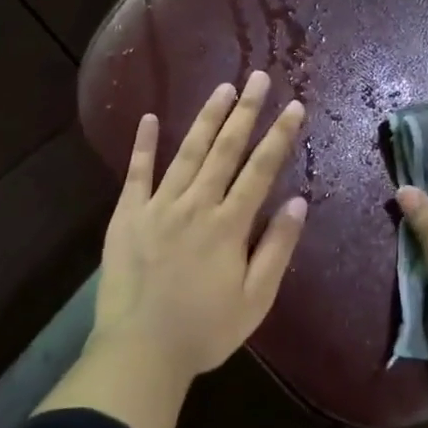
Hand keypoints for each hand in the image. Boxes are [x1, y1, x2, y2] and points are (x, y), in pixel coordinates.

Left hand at [90, 72, 308, 381]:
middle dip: (244, 111)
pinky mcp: (127, 215)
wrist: (141, 349)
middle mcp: (196, 204)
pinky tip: (149, 118)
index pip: (260, 170)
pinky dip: (143, 145)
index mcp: (229, 225)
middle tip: (257, 78)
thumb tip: (299, 202)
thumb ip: (277, 248)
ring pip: (187, 153)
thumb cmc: (205, 330)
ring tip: (221, 88)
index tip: (294, 106)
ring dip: (206, 119)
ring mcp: (158, 206)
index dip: (279, 136)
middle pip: (225, 150)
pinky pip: (137, 173)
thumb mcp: (256, 298)